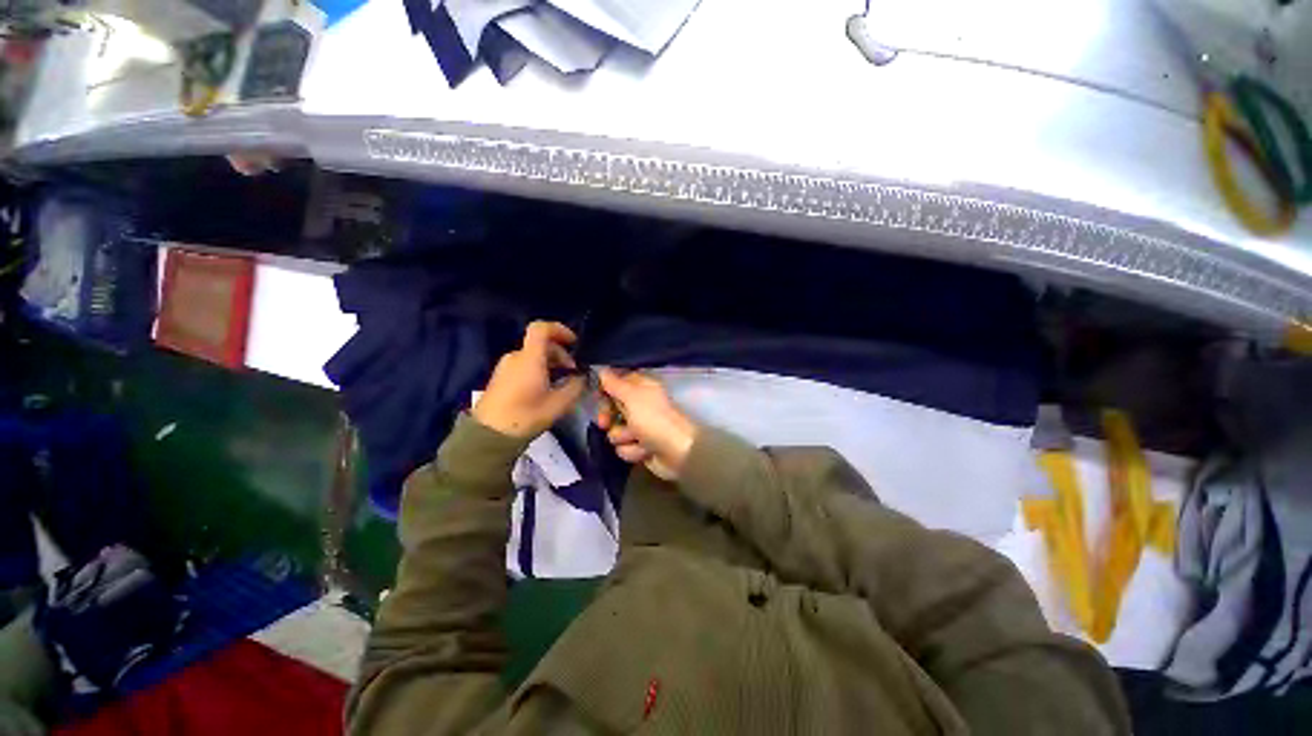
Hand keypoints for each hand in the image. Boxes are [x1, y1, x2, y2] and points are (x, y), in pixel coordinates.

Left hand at [473, 321, 584, 437]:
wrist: (488, 435)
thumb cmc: (525, 416)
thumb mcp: (558, 404)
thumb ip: (575, 387)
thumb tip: (583, 377)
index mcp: (529, 358)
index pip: (541, 328)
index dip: (559, 329)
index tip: (574, 342)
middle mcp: (516, 357)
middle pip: (541, 344)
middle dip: (561, 354)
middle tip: (573, 373)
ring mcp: (506, 367)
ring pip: (533, 355)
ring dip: (551, 363)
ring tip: (562, 383)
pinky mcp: (501, 378)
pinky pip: (524, 365)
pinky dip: (539, 369)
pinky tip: (547, 388)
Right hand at [596, 369, 697, 480]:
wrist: (678, 452)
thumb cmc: (654, 420)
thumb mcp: (632, 397)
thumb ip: (615, 384)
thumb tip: (602, 369)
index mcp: (641, 388)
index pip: (616, 383)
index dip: (605, 390)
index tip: (597, 395)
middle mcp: (640, 406)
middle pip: (612, 409)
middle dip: (609, 418)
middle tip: (605, 423)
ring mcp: (640, 427)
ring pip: (615, 431)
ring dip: (624, 437)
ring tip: (638, 439)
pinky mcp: (640, 447)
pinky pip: (624, 448)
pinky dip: (634, 451)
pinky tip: (645, 452)